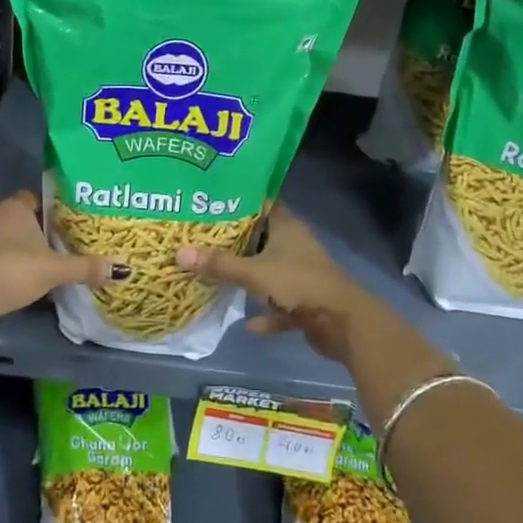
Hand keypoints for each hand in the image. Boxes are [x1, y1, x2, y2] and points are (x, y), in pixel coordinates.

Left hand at [0, 190, 125, 330]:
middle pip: (18, 218)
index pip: (34, 197)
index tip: (65, 223)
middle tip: (57, 246)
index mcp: (14, 207)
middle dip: (34, 231)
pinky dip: (3, 266)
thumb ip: (85, 267)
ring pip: (3, 238)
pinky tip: (16, 281)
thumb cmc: (13, 270)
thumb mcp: (54, 269)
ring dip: (17, 250)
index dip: (49, 209)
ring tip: (40, 266)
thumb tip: (122, 269)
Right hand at [175, 207, 383, 362]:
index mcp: (286, 227)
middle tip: (201, 236)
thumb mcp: (254, 272)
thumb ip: (219, 264)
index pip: (261, 203)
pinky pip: (280, 305)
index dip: (239, 199)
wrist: (343, 323)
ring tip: (216, 273)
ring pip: (270, 270)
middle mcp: (295, 245)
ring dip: (249, 276)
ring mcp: (301, 274)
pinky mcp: (306, 302)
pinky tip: (248, 323)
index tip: (211, 199)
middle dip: (235, 240)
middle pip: (261, 237)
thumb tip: (178, 253)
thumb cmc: (299, 284)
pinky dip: (267, 313)